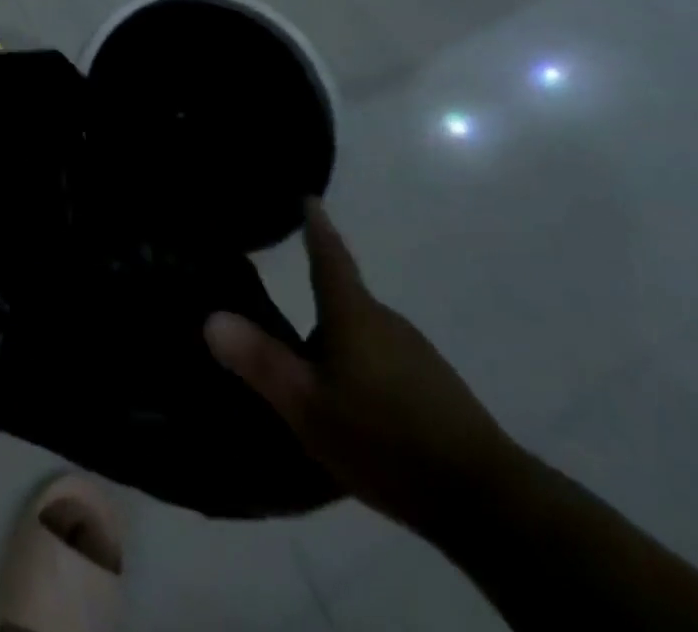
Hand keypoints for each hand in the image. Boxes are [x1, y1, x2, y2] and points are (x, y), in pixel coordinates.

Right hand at [206, 199, 526, 534]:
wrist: (486, 500)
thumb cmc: (385, 438)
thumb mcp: (308, 406)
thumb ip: (260, 361)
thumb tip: (210, 317)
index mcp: (354, 314)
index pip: (329, 256)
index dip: (317, 227)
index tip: (309, 197)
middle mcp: (387, 322)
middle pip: (343, 301)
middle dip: (317, 306)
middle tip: (286, 322)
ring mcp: (417, 355)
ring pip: (365, 337)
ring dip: (341, 346)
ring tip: (316, 378)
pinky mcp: (436, 390)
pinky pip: (387, 365)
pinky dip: (366, 373)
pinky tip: (358, 412)